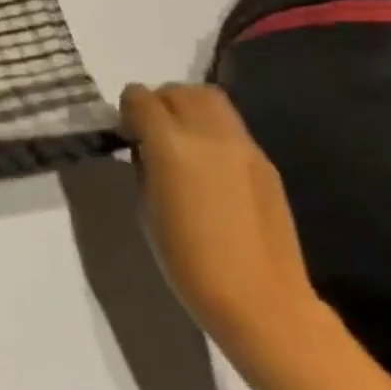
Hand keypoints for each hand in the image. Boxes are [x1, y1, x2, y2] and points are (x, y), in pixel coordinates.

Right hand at [118, 83, 325, 352]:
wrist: (259, 299)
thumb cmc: (185, 258)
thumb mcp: (145, 204)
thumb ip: (144, 163)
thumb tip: (145, 147)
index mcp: (171, 144)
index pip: (140, 98)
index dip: (127, 110)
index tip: (125, 134)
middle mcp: (209, 134)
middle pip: (179, 90)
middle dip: (159, 102)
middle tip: (150, 133)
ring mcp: (244, 147)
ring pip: (211, 100)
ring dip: (188, 109)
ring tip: (179, 142)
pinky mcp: (265, 163)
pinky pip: (231, 128)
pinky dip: (212, 131)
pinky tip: (207, 167)